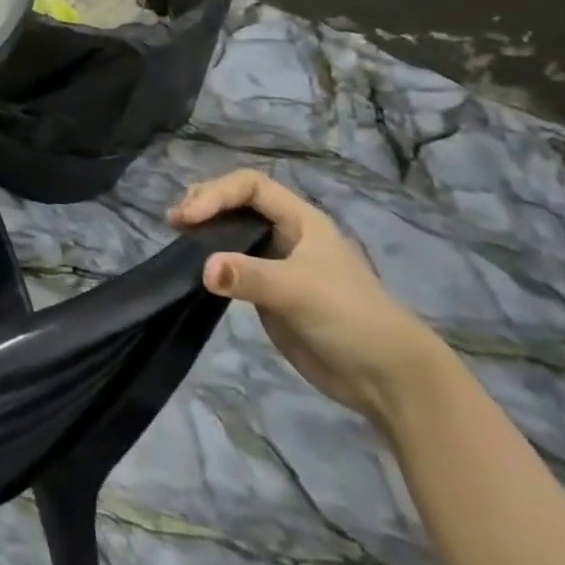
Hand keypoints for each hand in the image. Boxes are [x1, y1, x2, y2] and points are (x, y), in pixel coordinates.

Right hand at [171, 170, 448, 424]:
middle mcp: (286, 234)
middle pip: (237, 201)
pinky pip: (232, 265)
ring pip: (232, 231)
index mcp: (300, 220)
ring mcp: (276, 263)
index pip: (249, 185)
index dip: (217, 193)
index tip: (190, 216)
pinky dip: (210, 259)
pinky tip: (194, 265)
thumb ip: (250, 277)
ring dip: (204, 228)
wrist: (388, 379)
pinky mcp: (268, 293)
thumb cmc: (350, 318)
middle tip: (177, 221)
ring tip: (177, 233)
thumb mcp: (299, 291)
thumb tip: (204, 269)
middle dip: (205, 203)